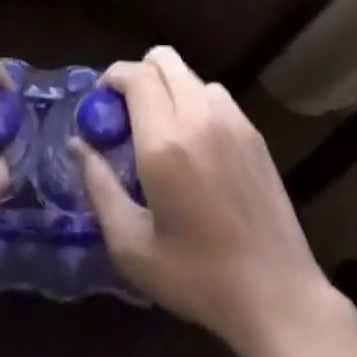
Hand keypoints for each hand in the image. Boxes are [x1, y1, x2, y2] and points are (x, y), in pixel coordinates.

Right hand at [78, 47, 334, 356]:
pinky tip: (195, 147)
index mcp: (165, 142)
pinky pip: (216, 97)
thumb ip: (99, 185)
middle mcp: (200, 117)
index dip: (112, 77)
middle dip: (138, 74)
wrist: (277, 296)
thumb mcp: (131, 244)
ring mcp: (233, 122)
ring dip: (169, 89)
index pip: (136, 75)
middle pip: (164, 60)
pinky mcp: (255, 135)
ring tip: (162, 132)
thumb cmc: (197, 277)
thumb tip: (78, 144)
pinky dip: (196, 104)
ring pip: (191, 76)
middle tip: (126, 114)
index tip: (100, 104)